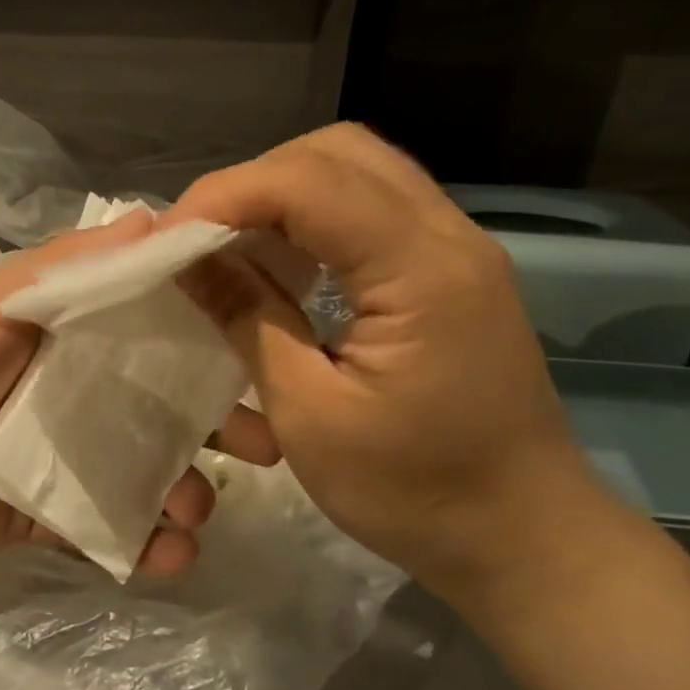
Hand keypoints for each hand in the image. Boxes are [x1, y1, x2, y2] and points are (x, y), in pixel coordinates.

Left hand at [0, 212, 278, 572]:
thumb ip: (70, 270)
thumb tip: (156, 217)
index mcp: (77, 337)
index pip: (159, 328)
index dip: (213, 335)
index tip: (266, 347)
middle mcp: (85, 393)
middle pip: (169, 405)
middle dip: (223, 424)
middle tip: (268, 446)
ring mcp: (74, 458)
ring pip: (152, 471)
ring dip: (189, 490)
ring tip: (195, 508)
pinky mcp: (57, 514)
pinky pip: (114, 529)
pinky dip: (147, 544)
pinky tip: (170, 554)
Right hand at [163, 124, 600, 599]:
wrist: (523, 537)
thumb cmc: (413, 492)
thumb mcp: (308, 413)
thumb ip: (247, 319)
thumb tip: (186, 259)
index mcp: (421, 270)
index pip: (308, 182)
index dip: (224, 196)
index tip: (165, 239)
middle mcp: (447, 236)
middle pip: (336, 153)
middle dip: (252, 183)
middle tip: (198, 238)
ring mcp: (455, 248)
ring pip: (355, 171)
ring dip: (280, 195)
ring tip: (229, 246)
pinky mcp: (448, 271)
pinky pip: (370, 209)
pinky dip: (311, 218)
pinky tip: (281, 264)